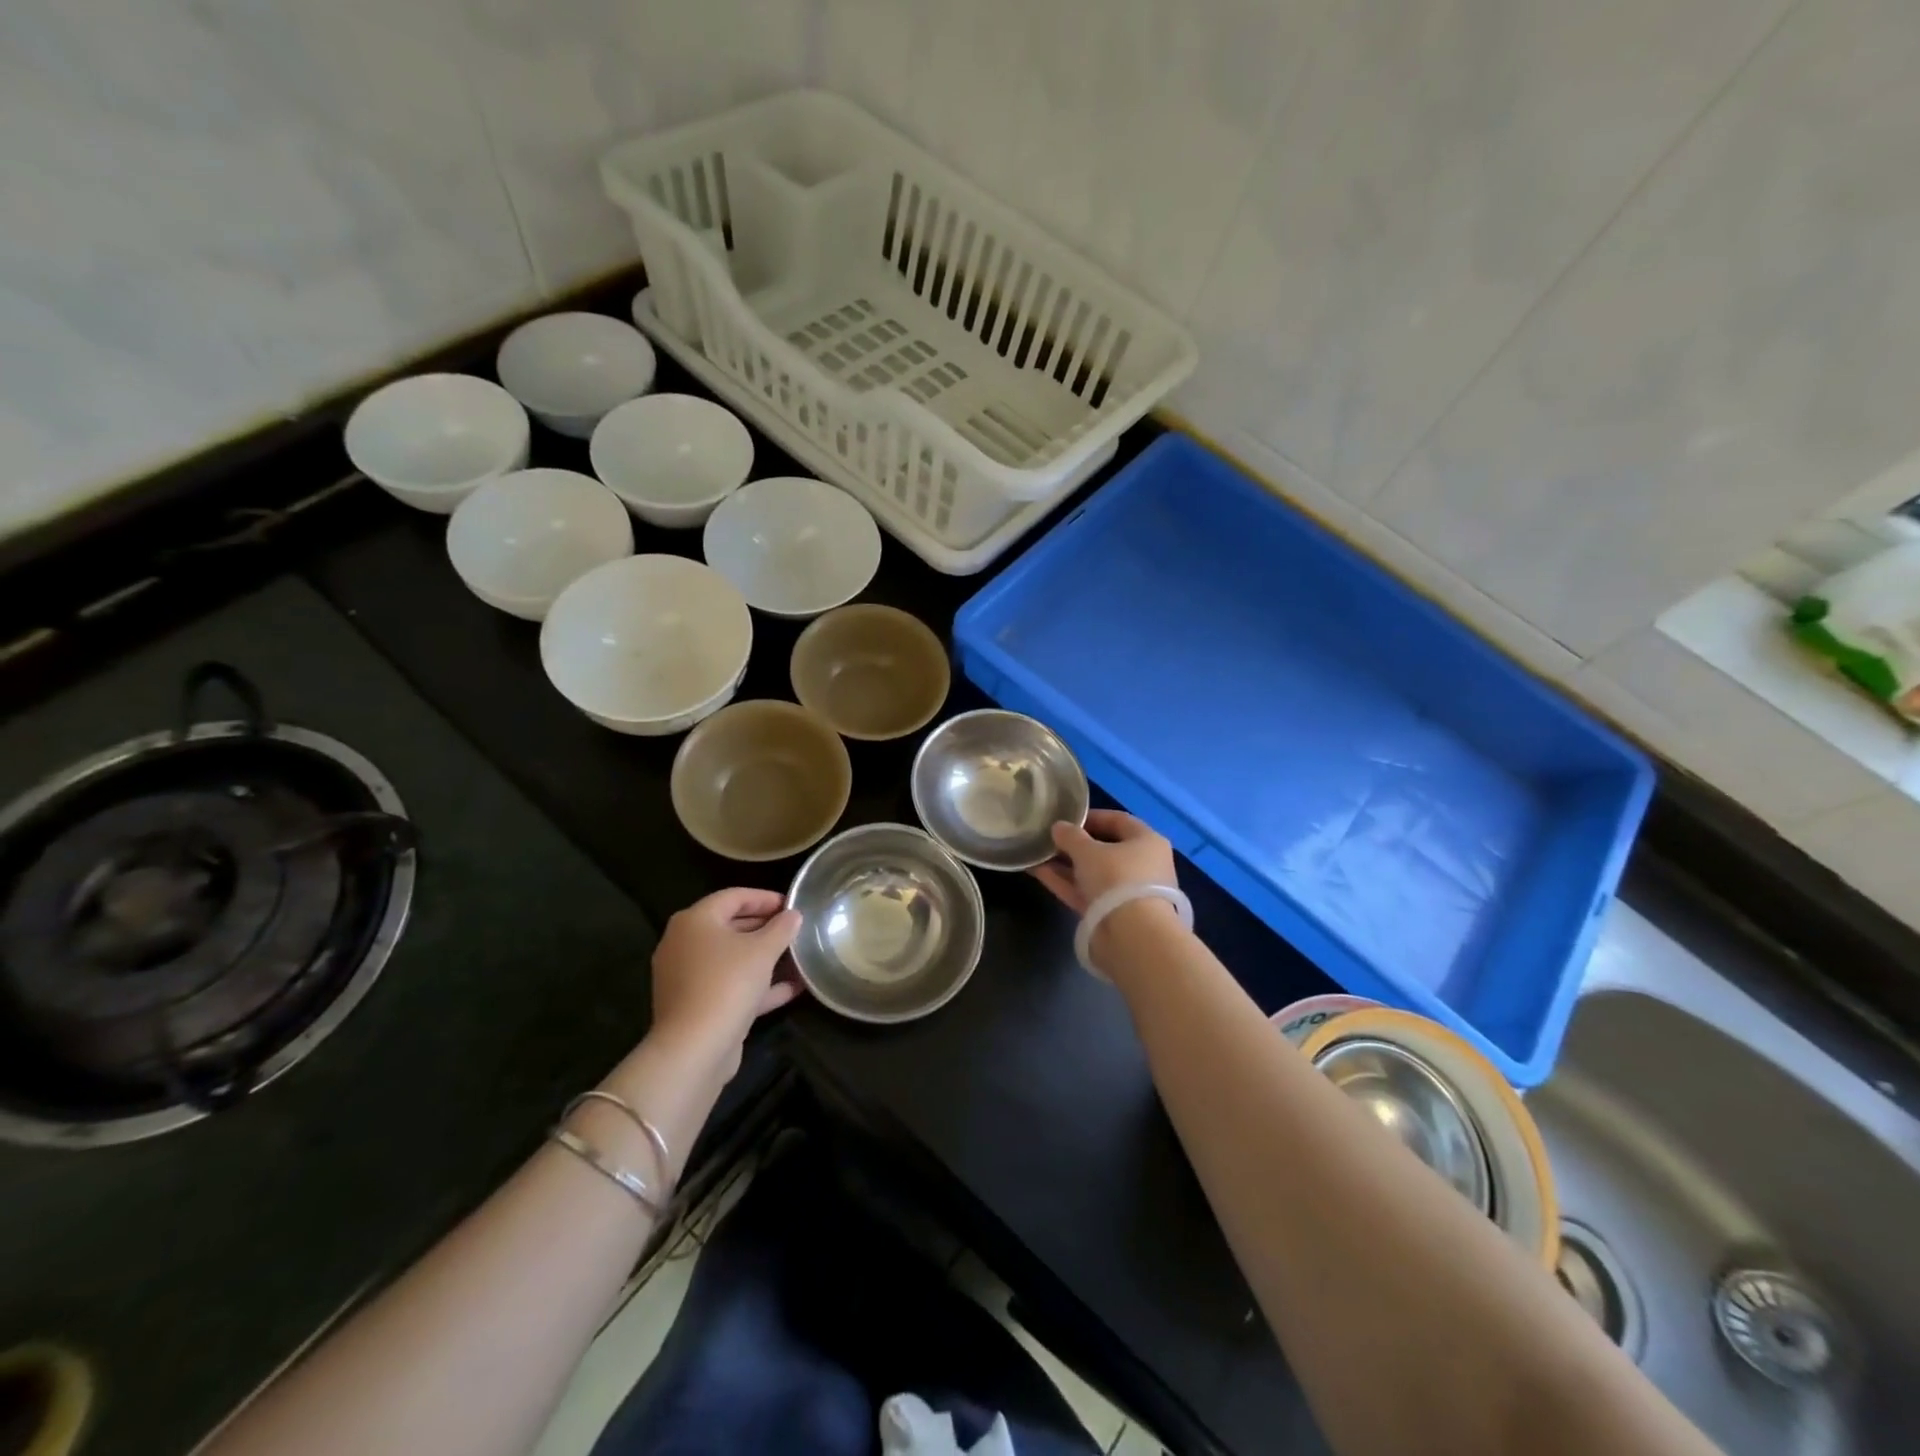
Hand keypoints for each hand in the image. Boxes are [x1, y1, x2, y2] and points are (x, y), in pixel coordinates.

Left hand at [649, 888, 801, 1076]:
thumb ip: (781, 928)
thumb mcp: (763, 950)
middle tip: (795, 929)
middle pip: (730, 926)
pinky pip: (729, 985)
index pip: (734, 897)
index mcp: (694, 921)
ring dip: (763, 957)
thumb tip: (793, 915)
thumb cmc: (728, 984)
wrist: (695, 1048)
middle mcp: (684, 944)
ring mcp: (687, 976)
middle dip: (765, 927)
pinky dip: (756, 985)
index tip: (793, 905)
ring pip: (731, 958)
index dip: (766, 898)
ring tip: (796, 956)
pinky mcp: (695, 1004)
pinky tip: (791, 988)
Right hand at [1030, 809, 1177, 914]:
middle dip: (1075, 844)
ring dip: (1066, 864)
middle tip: (1050, 838)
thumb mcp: (1088, 851)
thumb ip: (1071, 836)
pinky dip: (1066, 883)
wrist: (1132, 936)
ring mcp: (1128, 892)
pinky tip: (1039, 872)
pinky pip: (1087, 893)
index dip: (1092, 817)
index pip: (1120, 821)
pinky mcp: (1112, 915)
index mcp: (1147, 842)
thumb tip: (1058, 827)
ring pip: (1093, 873)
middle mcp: (1142, 865)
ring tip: (1037, 854)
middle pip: (1106, 849)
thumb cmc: (1117, 879)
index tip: (1066, 817)